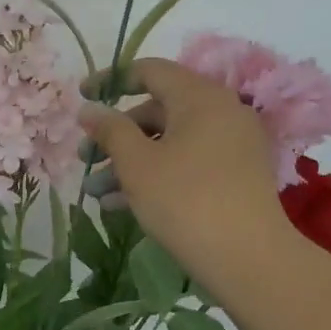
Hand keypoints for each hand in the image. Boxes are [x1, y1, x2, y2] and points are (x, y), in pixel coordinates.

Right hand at [80, 60, 297, 295]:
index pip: (150, 71)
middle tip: (86, 158)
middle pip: (158, 110)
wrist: (248, 258)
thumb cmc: (185, 200)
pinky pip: (187, 162)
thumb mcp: (136, 164)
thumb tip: (89, 108)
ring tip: (95, 191)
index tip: (82, 98)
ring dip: (130, 161)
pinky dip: (156, 174)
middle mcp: (221, 112)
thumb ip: (109, 130)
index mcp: (200, 97)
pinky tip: (121, 204)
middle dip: (116, 134)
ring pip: (170, 142)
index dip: (111, 80)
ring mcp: (232, 145)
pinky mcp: (235, 175)